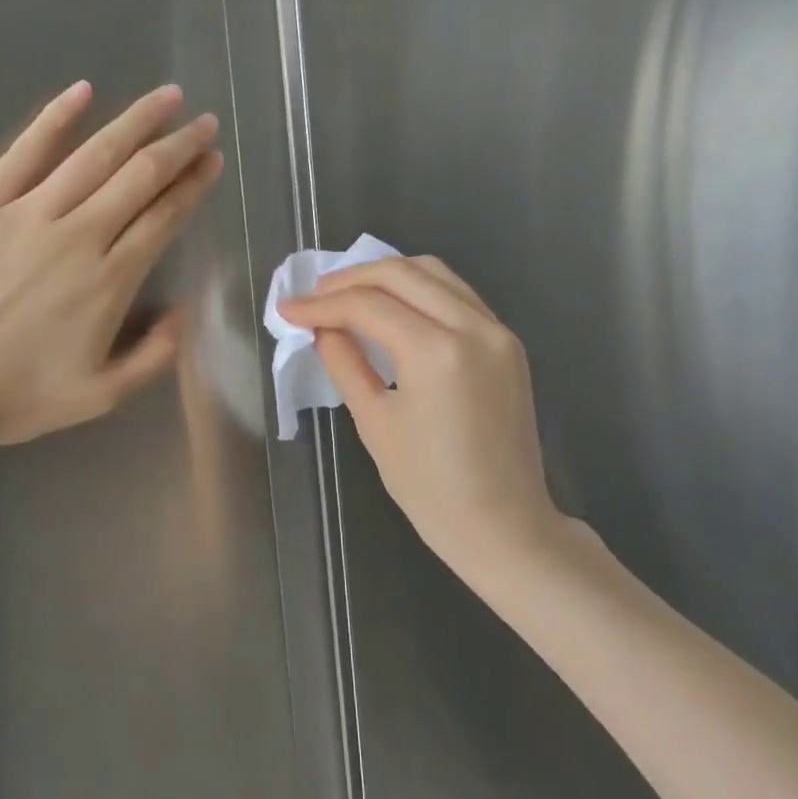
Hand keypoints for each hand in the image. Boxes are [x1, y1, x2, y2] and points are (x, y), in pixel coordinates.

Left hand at [0, 81, 221, 464]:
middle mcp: (78, 236)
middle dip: (178, 146)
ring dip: (135, 122)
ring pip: (93, 156)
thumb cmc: (15, 397)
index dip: (193, 186)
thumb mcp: (100, 397)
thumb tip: (183, 313)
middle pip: (139, 177)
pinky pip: (25, 151)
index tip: (213, 160)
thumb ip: (152, 357)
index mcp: (110, 282)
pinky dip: (55, 119)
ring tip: (165, 97)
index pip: (163, 218)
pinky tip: (82, 92)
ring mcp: (27, 214)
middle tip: (203, 122)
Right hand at [279, 256, 562, 581]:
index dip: (322, 304)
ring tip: (348, 294)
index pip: (369, 306)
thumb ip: (345, 364)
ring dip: (388, 276)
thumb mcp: (375, 424)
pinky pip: (459, 297)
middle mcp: (474, 328)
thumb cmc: (430, 488)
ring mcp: (499, 332)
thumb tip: (323, 328)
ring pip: (437, 274)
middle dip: (352, 278)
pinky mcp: (509, 344)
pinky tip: (393, 308)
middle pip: (404, 273)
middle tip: (314, 295)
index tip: (288, 309)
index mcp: (438, 353)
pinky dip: (421, 291)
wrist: (503, 525)